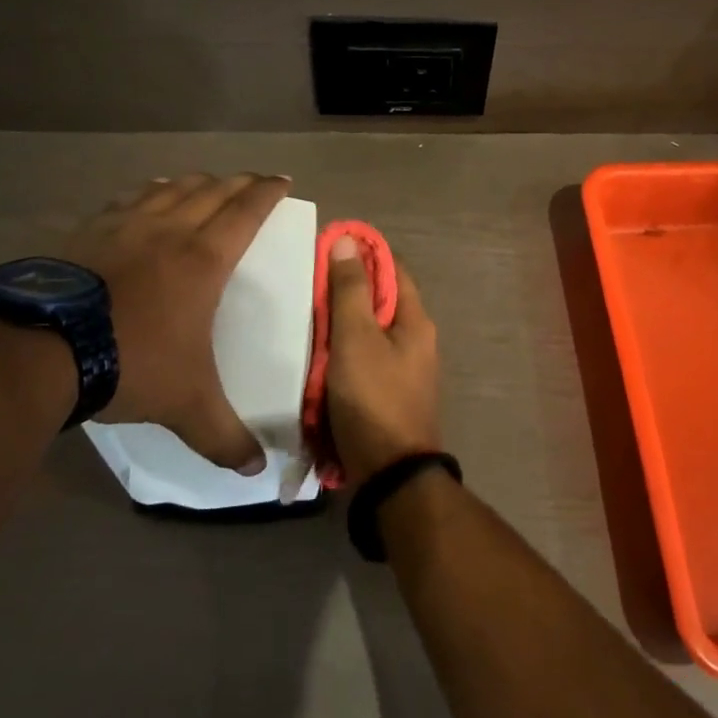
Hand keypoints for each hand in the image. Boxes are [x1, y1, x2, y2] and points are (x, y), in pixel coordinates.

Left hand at [61, 173, 289, 472]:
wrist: (39, 349)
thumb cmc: (129, 363)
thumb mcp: (186, 404)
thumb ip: (224, 436)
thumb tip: (256, 472)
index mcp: (204, 259)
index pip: (247, 211)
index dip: (268, 192)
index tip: (283, 181)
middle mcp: (170, 230)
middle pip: (212, 190)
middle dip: (239, 182)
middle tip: (254, 180)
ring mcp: (124, 225)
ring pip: (170, 187)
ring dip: (195, 181)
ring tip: (205, 181)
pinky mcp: (87, 231)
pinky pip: (127, 199)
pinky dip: (147, 191)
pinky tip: (145, 195)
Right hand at [325, 236, 441, 480]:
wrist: (391, 476)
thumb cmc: (374, 399)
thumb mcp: (356, 339)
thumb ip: (350, 291)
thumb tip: (347, 240)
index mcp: (415, 320)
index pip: (392, 268)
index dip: (363, 253)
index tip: (328, 245)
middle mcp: (415, 340)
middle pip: (379, 300)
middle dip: (346, 289)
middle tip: (305, 281)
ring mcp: (403, 369)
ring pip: (368, 331)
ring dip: (340, 323)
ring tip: (302, 313)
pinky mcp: (387, 393)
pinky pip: (362, 359)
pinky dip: (340, 352)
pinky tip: (314, 354)